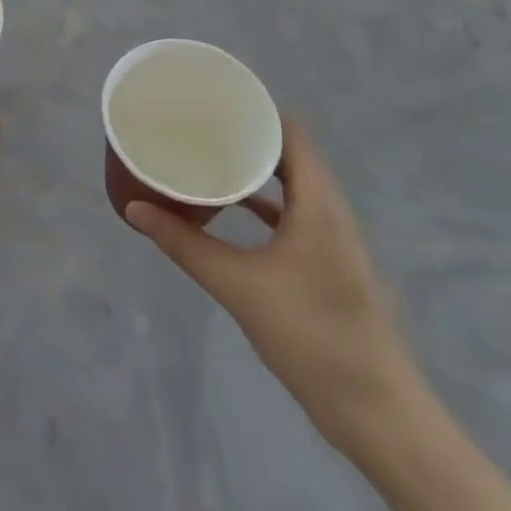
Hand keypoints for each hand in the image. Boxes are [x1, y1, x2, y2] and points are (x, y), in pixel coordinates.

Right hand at [125, 117, 421, 454]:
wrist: (376, 411)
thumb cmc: (310, 335)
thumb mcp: (237, 285)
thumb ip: (184, 244)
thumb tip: (134, 209)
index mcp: (317, 202)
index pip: (291, 132)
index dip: (256, 109)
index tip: (214, 98)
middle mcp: (330, 210)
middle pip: (289, 153)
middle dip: (246, 135)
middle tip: (199, 124)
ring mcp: (332, 238)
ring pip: (292, 184)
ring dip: (255, 168)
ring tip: (209, 155)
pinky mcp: (328, 263)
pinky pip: (294, 213)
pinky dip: (264, 202)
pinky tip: (231, 207)